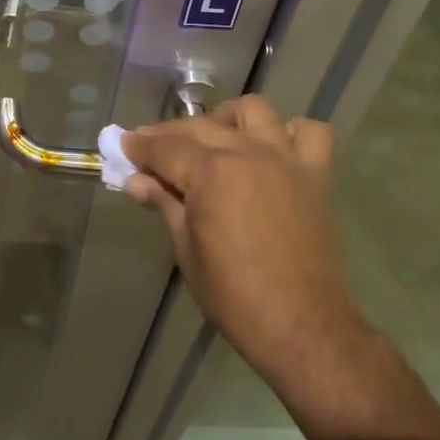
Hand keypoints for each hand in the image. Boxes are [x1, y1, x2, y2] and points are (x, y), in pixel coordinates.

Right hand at [123, 98, 376, 434]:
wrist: (303, 328)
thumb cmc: (234, 296)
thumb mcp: (187, 250)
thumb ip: (164, 204)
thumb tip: (135, 181)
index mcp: (212, 173)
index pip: (165, 149)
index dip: (140, 146)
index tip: (123, 145)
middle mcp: (248, 153)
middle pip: (200, 126)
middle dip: (169, 133)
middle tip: (151, 149)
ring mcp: (286, 160)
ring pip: (253, 111)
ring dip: (227, 120)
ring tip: (214, 142)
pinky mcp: (316, 175)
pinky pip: (309, 132)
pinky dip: (289, 133)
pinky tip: (272, 150)